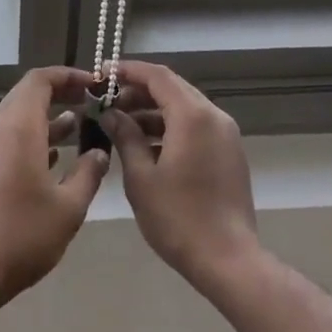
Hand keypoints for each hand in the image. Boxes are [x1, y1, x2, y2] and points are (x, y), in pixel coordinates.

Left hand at [0, 66, 109, 311]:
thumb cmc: (22, 235)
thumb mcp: (69, 208)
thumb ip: (88, 174)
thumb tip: (99, 152)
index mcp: (18, 128)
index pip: (39, 80)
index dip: (67, 76)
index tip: (94, 83)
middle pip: (27, 94)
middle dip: (60, 93)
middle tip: (91, 101)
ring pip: (18, 117)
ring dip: (48, 116)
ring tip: (82, 124)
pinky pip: (10, 137)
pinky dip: (34, 136)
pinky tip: (57, 156)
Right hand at [103, 60, 259, 289]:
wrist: (228, 260)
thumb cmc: (178, 218)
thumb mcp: (141, 177)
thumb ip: (125, 137)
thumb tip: (111, 114)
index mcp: (192, 116)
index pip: (157, 76)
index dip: (128, 71)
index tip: (101, 75)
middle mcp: (214, 116)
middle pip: (172, 88)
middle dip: (138, 91)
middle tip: (108, 102)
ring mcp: (226, 134)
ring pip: (185, 108)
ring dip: (153, 110)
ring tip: (121, 125)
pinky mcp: (229, 153)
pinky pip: (196, 126)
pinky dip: (171, 126)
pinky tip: (147, 146)